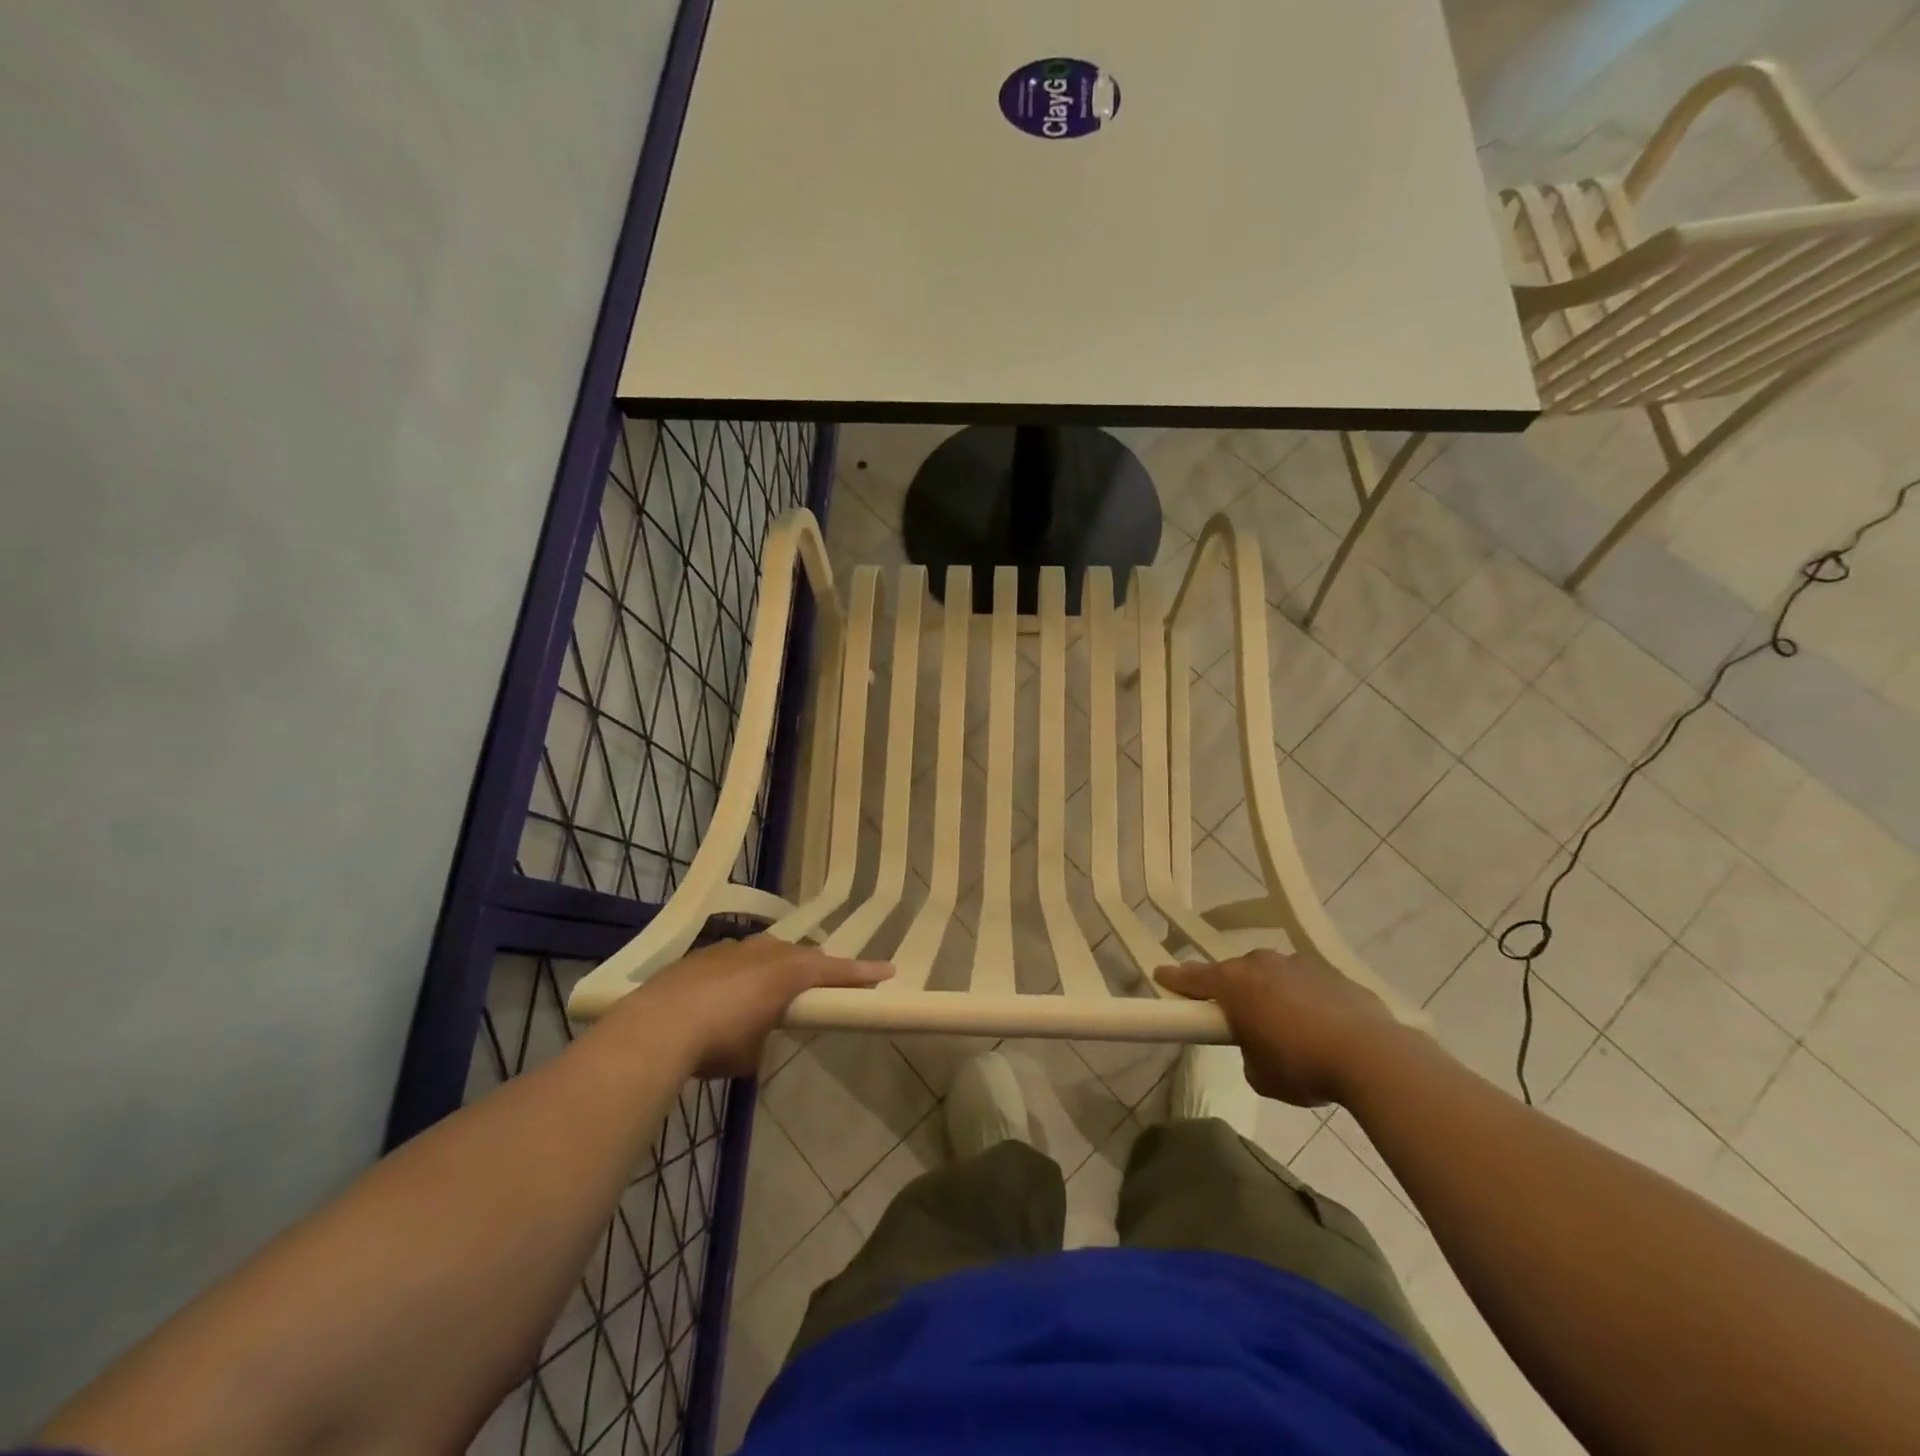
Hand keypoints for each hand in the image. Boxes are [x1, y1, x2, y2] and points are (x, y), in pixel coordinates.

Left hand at [611, 936, 892, 1077]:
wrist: (656, 1026)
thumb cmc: (719, 1040)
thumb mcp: (752, 1051)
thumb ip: (764, 1035)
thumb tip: (754, 1036)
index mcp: (788, 971)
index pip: (835, 970)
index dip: (863, 973)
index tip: (888, 971)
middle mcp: (764, 951)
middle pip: (801, 956)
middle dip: (814, 970)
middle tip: (822, 986)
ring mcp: (730, 949)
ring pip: (765, 954)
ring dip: (773, 970)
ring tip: (769, 993)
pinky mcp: (701, 956)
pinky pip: (734, 961)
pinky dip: (739, 976)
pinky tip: (724, 997)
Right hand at [1155, 949, 1402, 1106]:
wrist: (1372, 1057)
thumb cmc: (1302, 1066)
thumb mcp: (1260, 1074)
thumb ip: (1247, 1051)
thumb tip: (1258, 1044)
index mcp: (1235, 984)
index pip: (1194, 977)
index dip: (1176, 979)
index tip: (1161, 975)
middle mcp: (1262, 964)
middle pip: (1236, 973)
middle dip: (1232, 990)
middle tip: (1235, 1016)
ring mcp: (1300, 964)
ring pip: (1273, 974)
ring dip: (1271, 992)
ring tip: (1286, 1025)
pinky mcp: (1333, 973)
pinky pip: (1307, 983)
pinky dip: (1305, 998)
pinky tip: (1320, 1025)